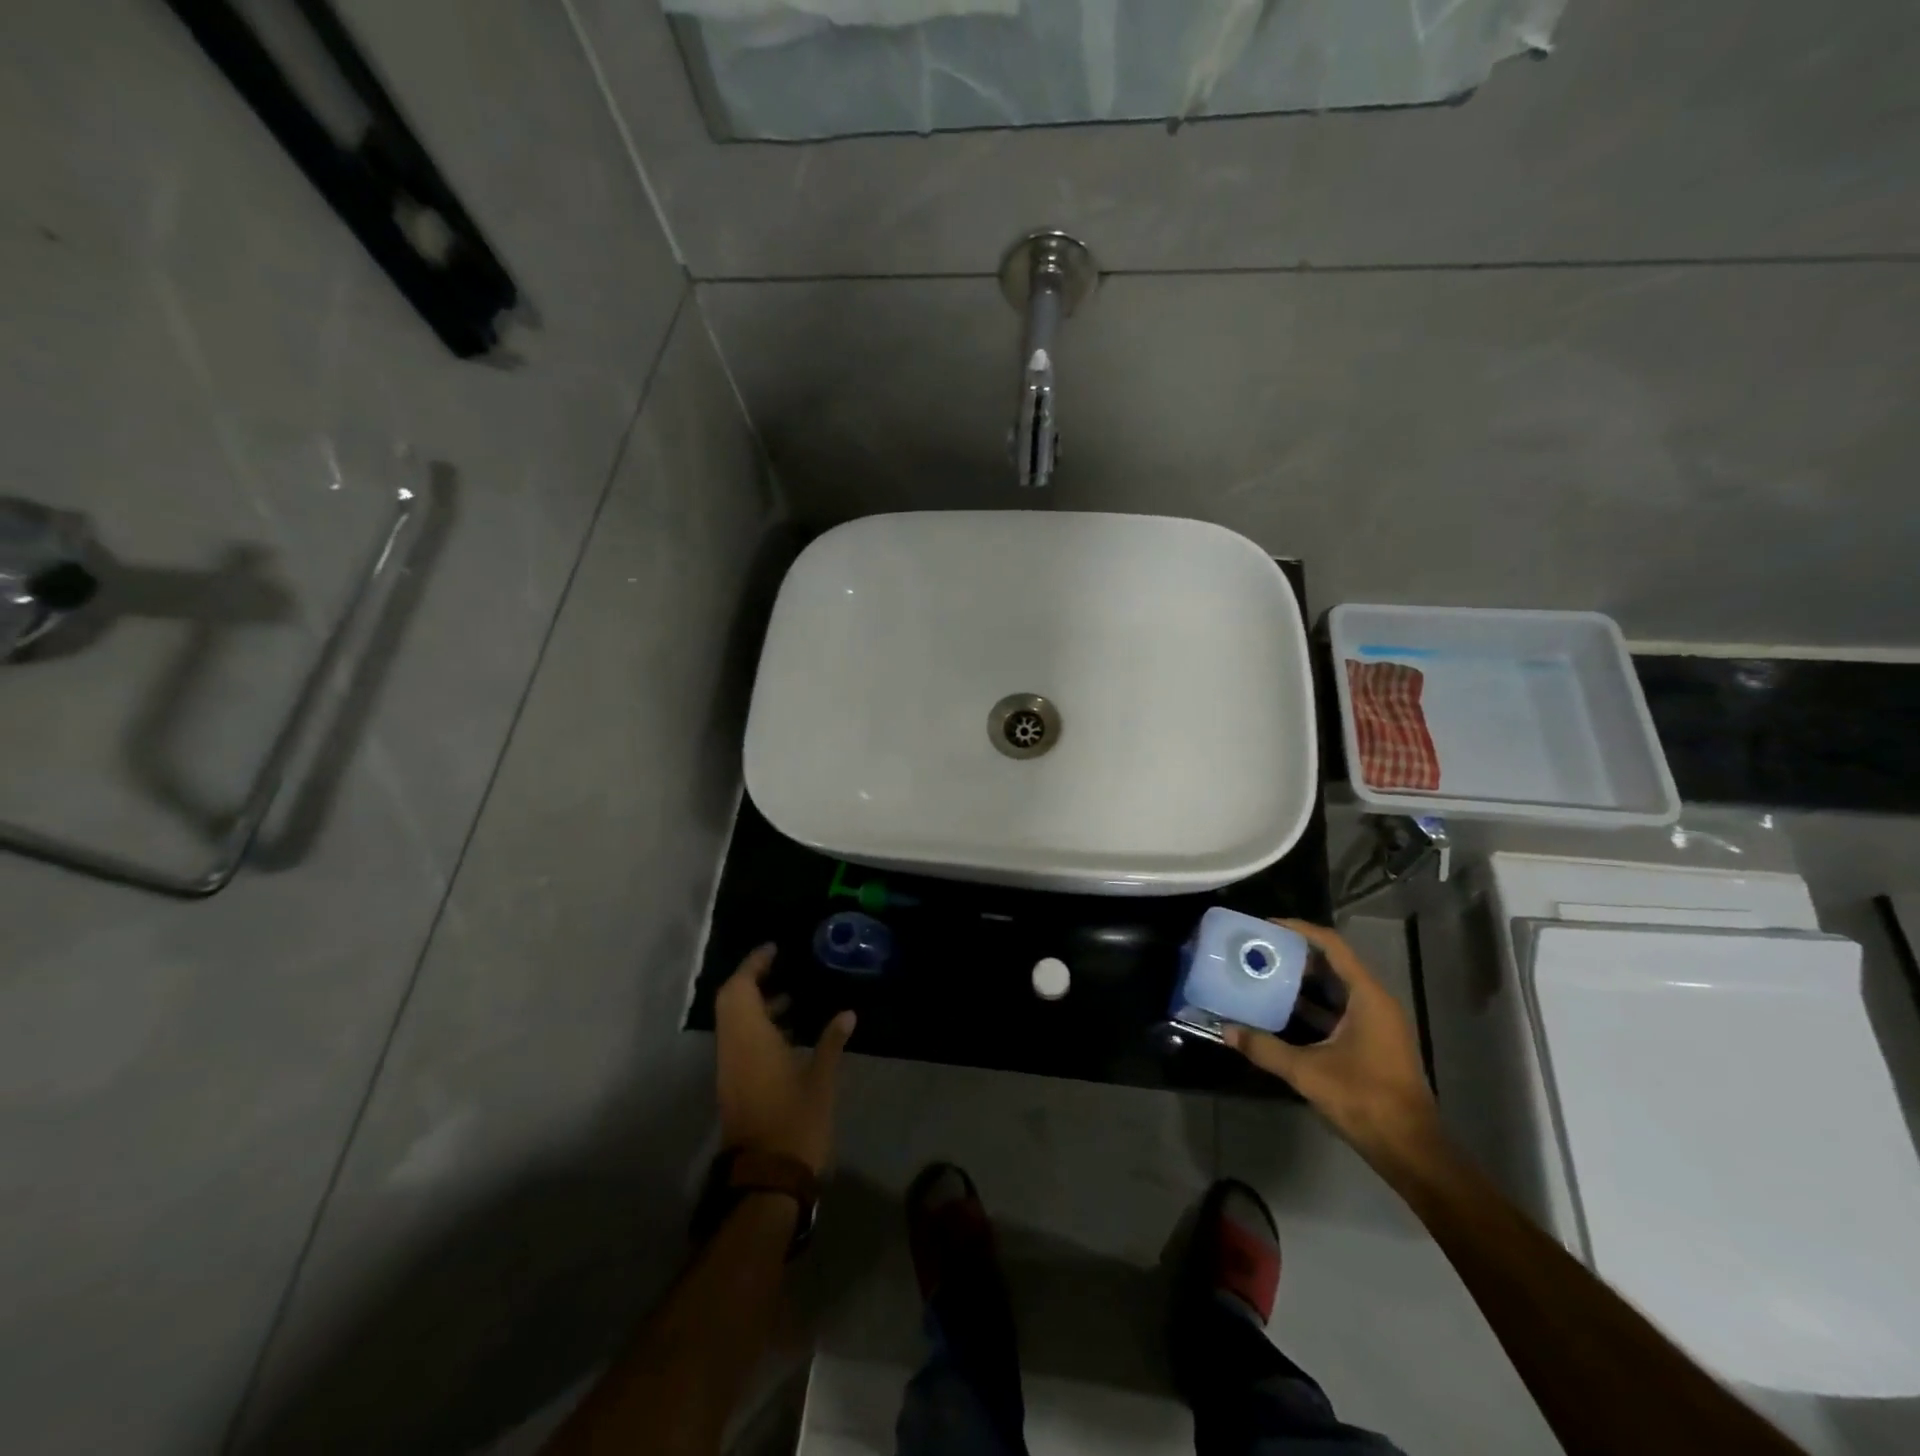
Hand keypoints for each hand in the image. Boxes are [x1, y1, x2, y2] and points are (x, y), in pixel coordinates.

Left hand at [715, 944, 855, 1173]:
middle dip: (753, 980)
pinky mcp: (736, 1086)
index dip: (753, 964)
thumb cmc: (795, 1123)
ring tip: (792, 997)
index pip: (740, 989)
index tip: (774, 949)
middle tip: (782, 967)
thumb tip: (847, 1013)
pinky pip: (741, 1041)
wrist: (766, 1181)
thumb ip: (831, 1042)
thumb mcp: (821, 1080)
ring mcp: (731, 1069)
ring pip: (735, 1023)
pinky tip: (789, 1032)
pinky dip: (758, 1026)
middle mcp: (734, 1049)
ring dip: (756, 1004)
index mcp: (750, 1040)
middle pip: (732, 1002)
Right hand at [1223, 920, 1442, 1168]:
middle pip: (1333, 963)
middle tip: (1259, 949)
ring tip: (1264, 972)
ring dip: (1302, 980)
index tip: (1266, 925)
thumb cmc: (1364, 1099)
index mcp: (1368, 997)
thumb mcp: (1307, 1071)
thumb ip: (1265, 1048)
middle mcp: (1375, 1002)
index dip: (1300, 930)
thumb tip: (1226, 1030)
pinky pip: (1339, 1010)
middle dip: (1296, 954)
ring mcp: (1376, 1024)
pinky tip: (1282, 1010)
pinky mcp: (1372, 1043)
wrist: (1409, 1149)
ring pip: (1335, 988)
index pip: (1332, 946)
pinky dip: (1312, 1005)